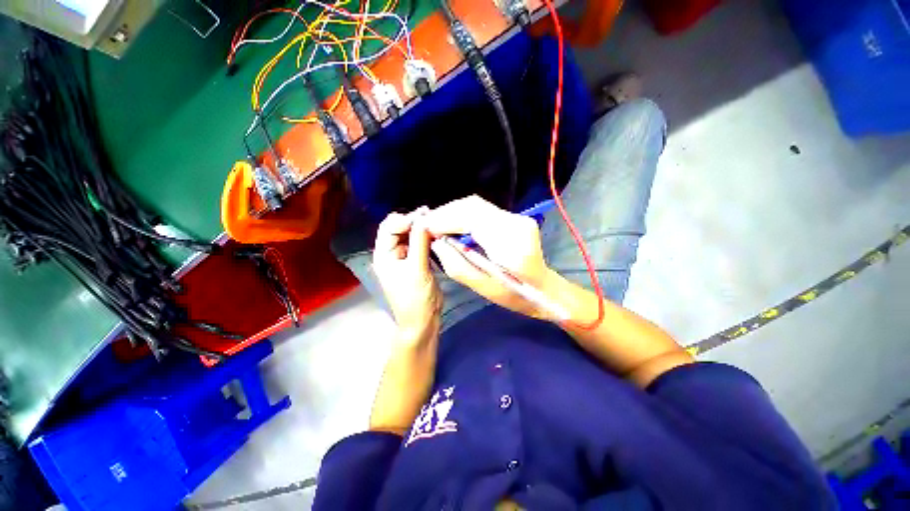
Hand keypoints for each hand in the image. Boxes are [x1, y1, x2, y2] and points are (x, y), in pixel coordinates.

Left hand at [373, 209, 441, 342]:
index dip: (405, 219)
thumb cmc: (416, 298)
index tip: (424, 216)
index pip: (389, 227)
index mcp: (384, 255)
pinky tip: (436, 233)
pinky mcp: (415, 261)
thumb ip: (419, 243)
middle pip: (399, 228)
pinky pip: (419, 244)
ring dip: (421, 228)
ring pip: (410, 235)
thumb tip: (423, 219)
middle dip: (414, 221)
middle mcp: (391, 253)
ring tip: (436, 221)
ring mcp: (403, 257)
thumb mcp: (418, 269)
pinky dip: (426, 237)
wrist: (422, 320)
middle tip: (432, 215)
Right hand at [424, 195, 561, 320]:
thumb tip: (436, 243)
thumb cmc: (515, 296)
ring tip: (436, 224)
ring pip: (477, 205)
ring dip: (453, 211)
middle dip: (446, 212)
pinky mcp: (516, 217)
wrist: (545, 289)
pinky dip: (464, 214)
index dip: (445, 219)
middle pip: (473, 206)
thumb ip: (457, 265)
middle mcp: (517, 225)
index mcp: (512, 247)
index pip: (472, 219)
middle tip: (427, 224)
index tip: (425, 227)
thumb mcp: (483, 288)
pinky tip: (453, 224)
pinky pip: (483, 210)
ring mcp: (519, 218)